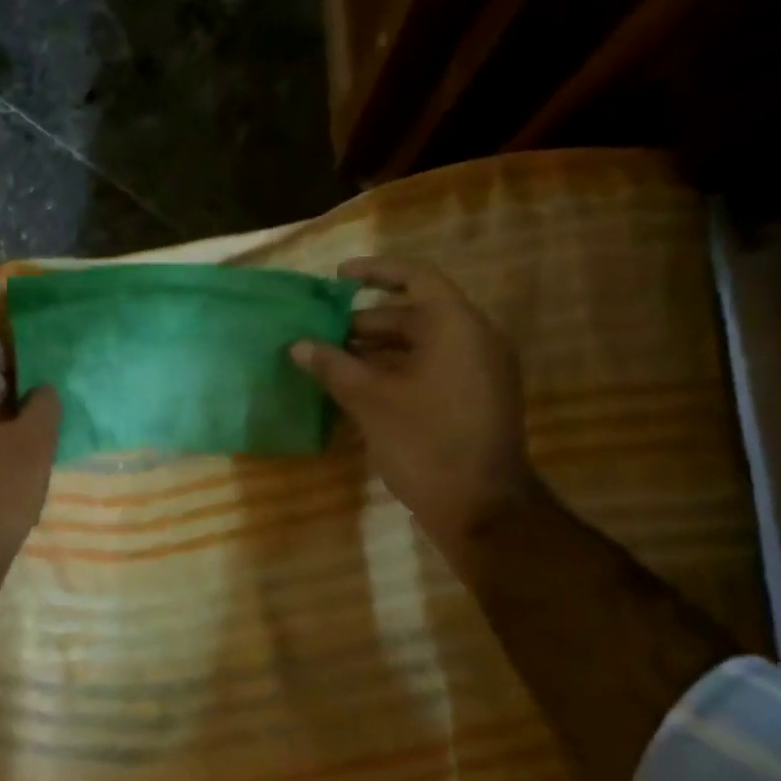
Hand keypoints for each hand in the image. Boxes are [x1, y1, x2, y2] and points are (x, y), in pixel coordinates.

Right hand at [291, 256, 535, 557]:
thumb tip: (298, 345)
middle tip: (323, 335)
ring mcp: (479, 372)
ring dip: (377, 350)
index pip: (416, 277)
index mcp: (457, 327)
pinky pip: (431, 369)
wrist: (481, 508)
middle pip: (415, 314)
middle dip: (366, 322)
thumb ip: (333, 367)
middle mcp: (475, 340)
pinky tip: (359, 391)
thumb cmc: (425, 443)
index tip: (337, 278)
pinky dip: (396, 372)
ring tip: (333, 364)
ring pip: (421, 345)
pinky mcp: (474, 399)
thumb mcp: (371, 401)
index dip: (375, 272)